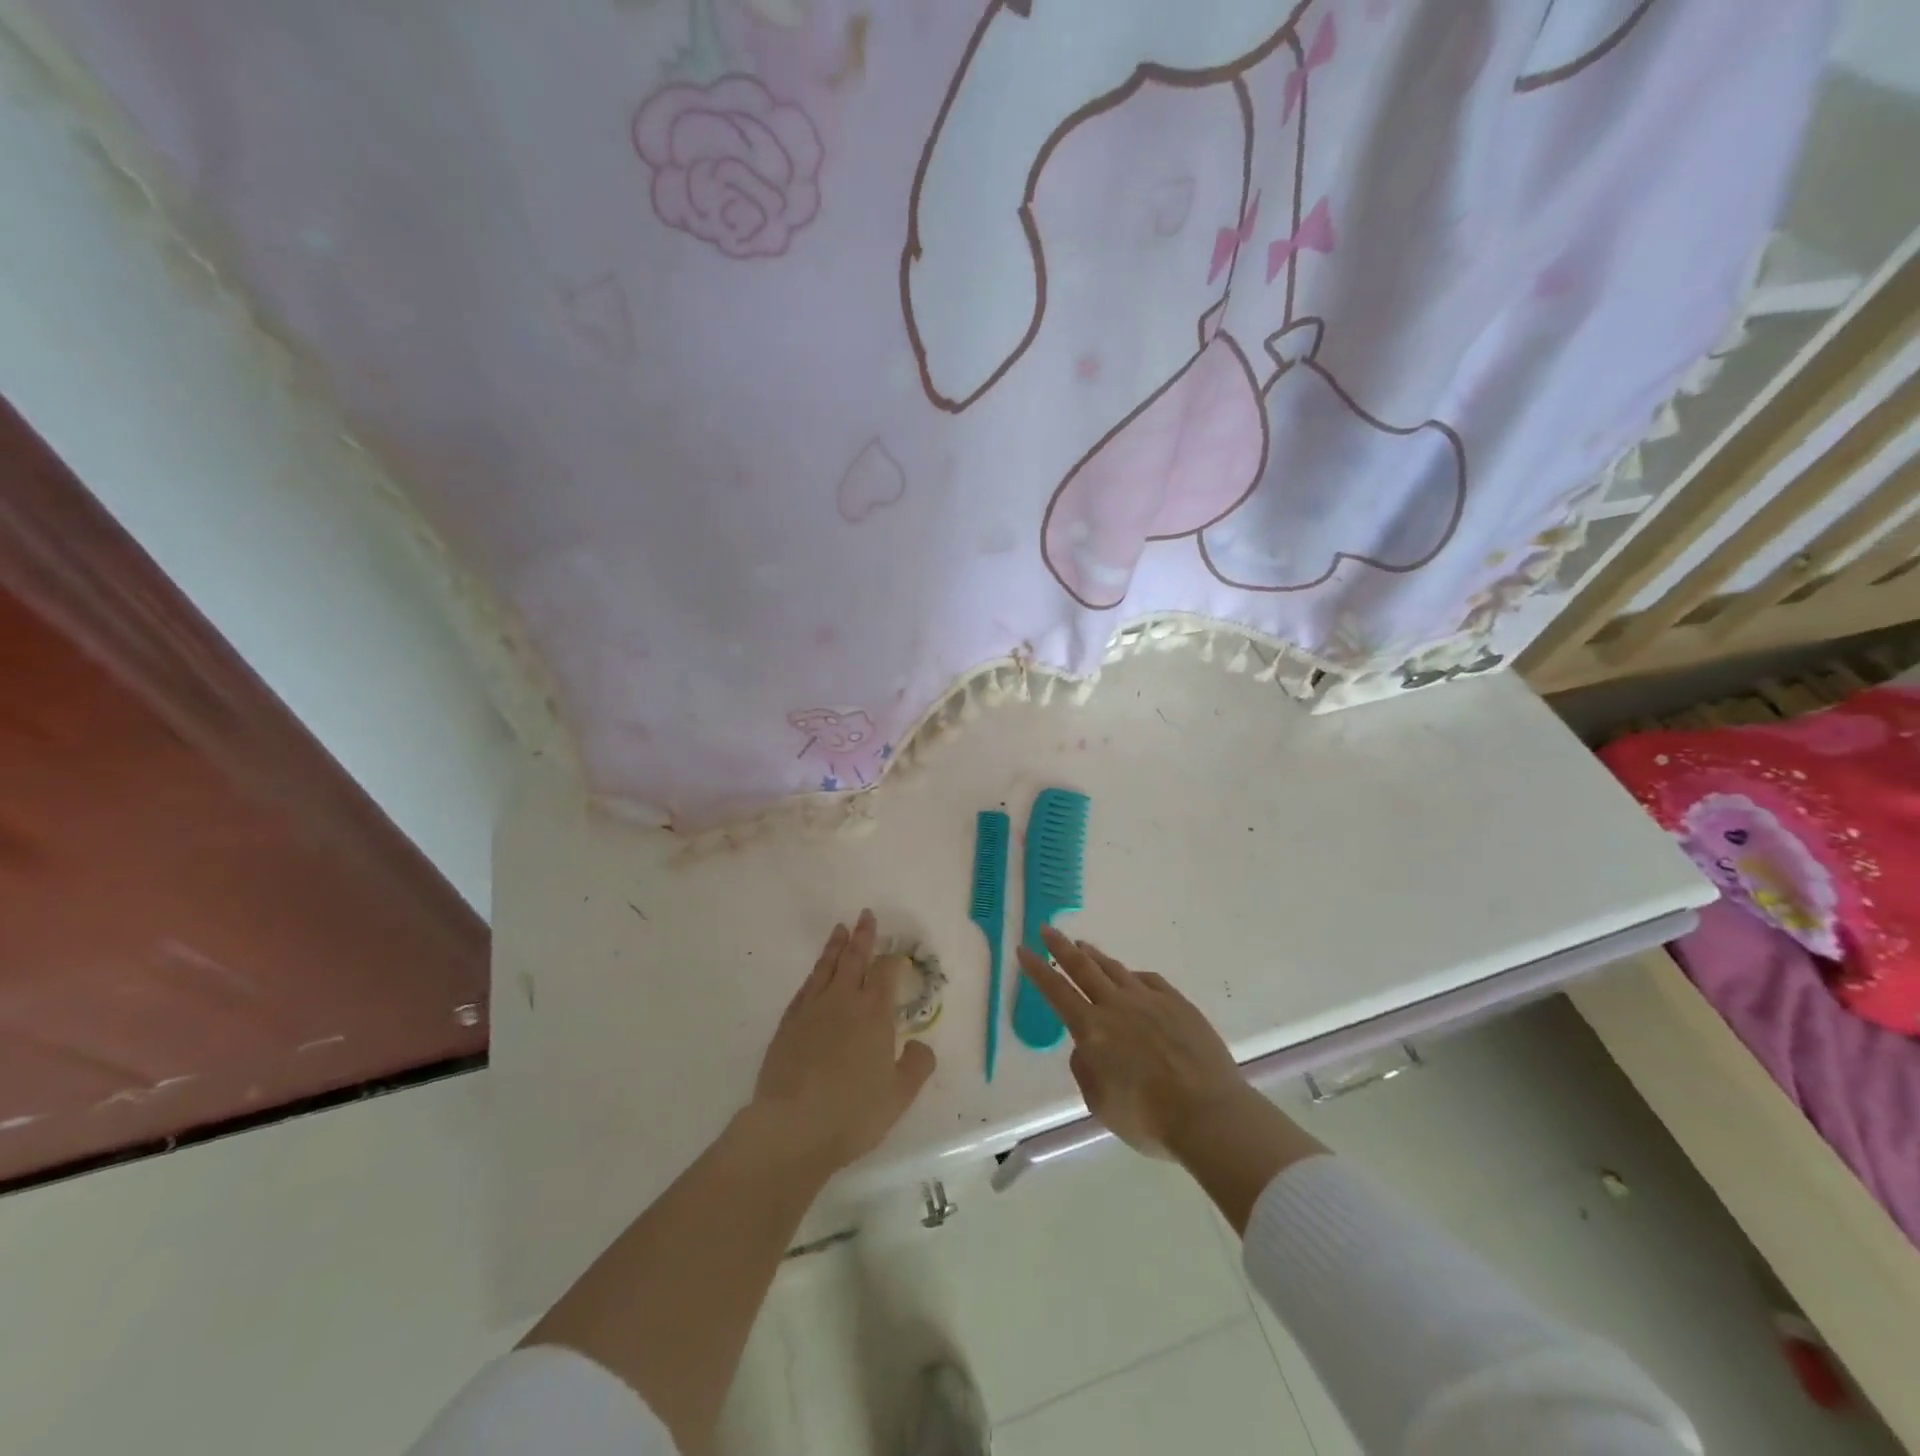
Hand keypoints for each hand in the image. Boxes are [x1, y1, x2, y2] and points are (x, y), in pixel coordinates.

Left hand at [749, 909, 936, 1176]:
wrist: (791, 1127)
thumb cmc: (852, 1113)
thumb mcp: (899, 1096)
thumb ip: (917, 1066)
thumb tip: (921, 1045)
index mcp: (874, 1014)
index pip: (886, 974)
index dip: (893, 960)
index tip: (897, 953)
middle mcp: (843, 1002)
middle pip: (854, 959)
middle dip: (862, 936)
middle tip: (865, 915)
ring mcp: (811, 1011)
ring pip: (825, 968)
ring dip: (835, 947)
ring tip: (840, 929)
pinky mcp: (787, 1026)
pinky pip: (804, 990)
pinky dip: (813, 976)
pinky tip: (814, 975)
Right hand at [1016, 926, 1252, 1156]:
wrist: (1209, 1113)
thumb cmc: (1149, 1118)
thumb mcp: (1100, 1104)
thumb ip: (1086, 1069)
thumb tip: (1087, 1046)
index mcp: (1093, 1030)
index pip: (1057, 992)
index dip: (1037, 970)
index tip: (1024, 949)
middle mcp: (1117, 1006)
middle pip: (1083, 968)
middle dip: (1061, 947)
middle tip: (1047, 929)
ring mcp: (1150, 1000)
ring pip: (1115, 969)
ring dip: (1094, 955)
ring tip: (1082, 945)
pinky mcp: (1177, 1003)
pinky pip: (1148, 980)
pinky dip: (1132, 975)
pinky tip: (1129, 975)